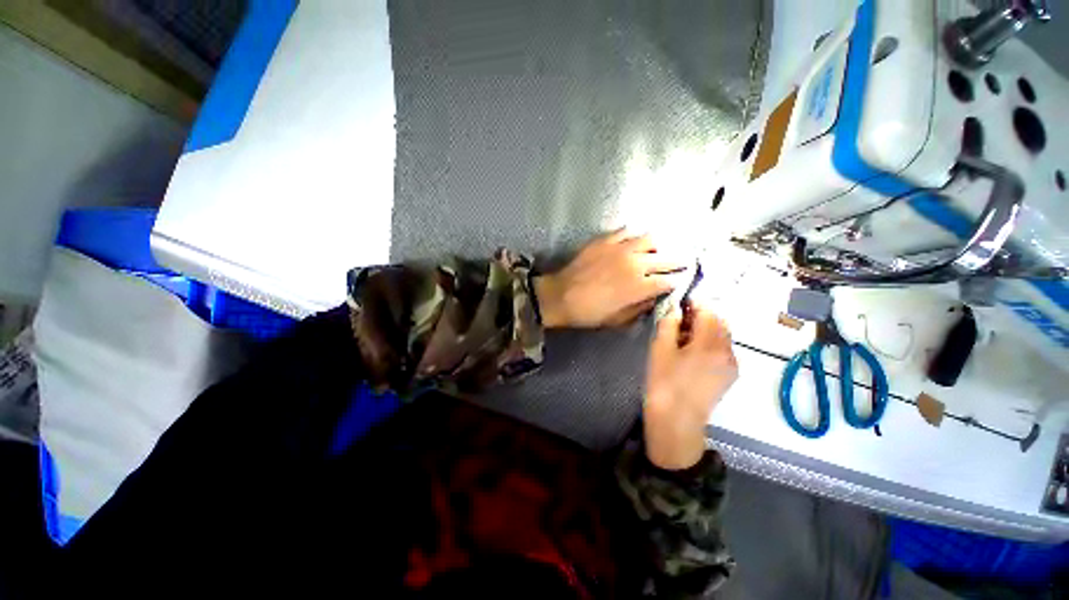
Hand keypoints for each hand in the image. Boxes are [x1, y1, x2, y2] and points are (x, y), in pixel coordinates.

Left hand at [533, 230, 685, 328]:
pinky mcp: (606, 240)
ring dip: (660, 245)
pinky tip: (635, 240)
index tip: (682, 280)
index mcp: (640, 286)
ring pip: (650, 239)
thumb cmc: (589, 312)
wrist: (560, 296)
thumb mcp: (618, 319)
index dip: (679, 281)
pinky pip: (627, 231)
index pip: (669, 280)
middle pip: (667, 258)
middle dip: (679, 260)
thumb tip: (655, 297)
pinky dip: (635, 235)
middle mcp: (635, 263)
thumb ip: (640, 308)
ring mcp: (620, 248)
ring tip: (660, 249)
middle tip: (685, 261)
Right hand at [644, 301, 737, 469]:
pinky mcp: (730, 375)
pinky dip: (711, 342)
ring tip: (684, 337)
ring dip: (707, 328)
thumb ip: (669, 324)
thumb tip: (676, 310)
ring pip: (723, 335)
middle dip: (702, 315)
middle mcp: (727, 352)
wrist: (676, 420)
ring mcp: (731, 364)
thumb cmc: (663, 383)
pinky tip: (693, 353)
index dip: (695, 303)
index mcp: (710, 344)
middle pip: (720, 322)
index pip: (709, 311)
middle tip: (680, 320)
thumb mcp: (660, 349)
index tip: (681, 302)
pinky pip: (723, 349)